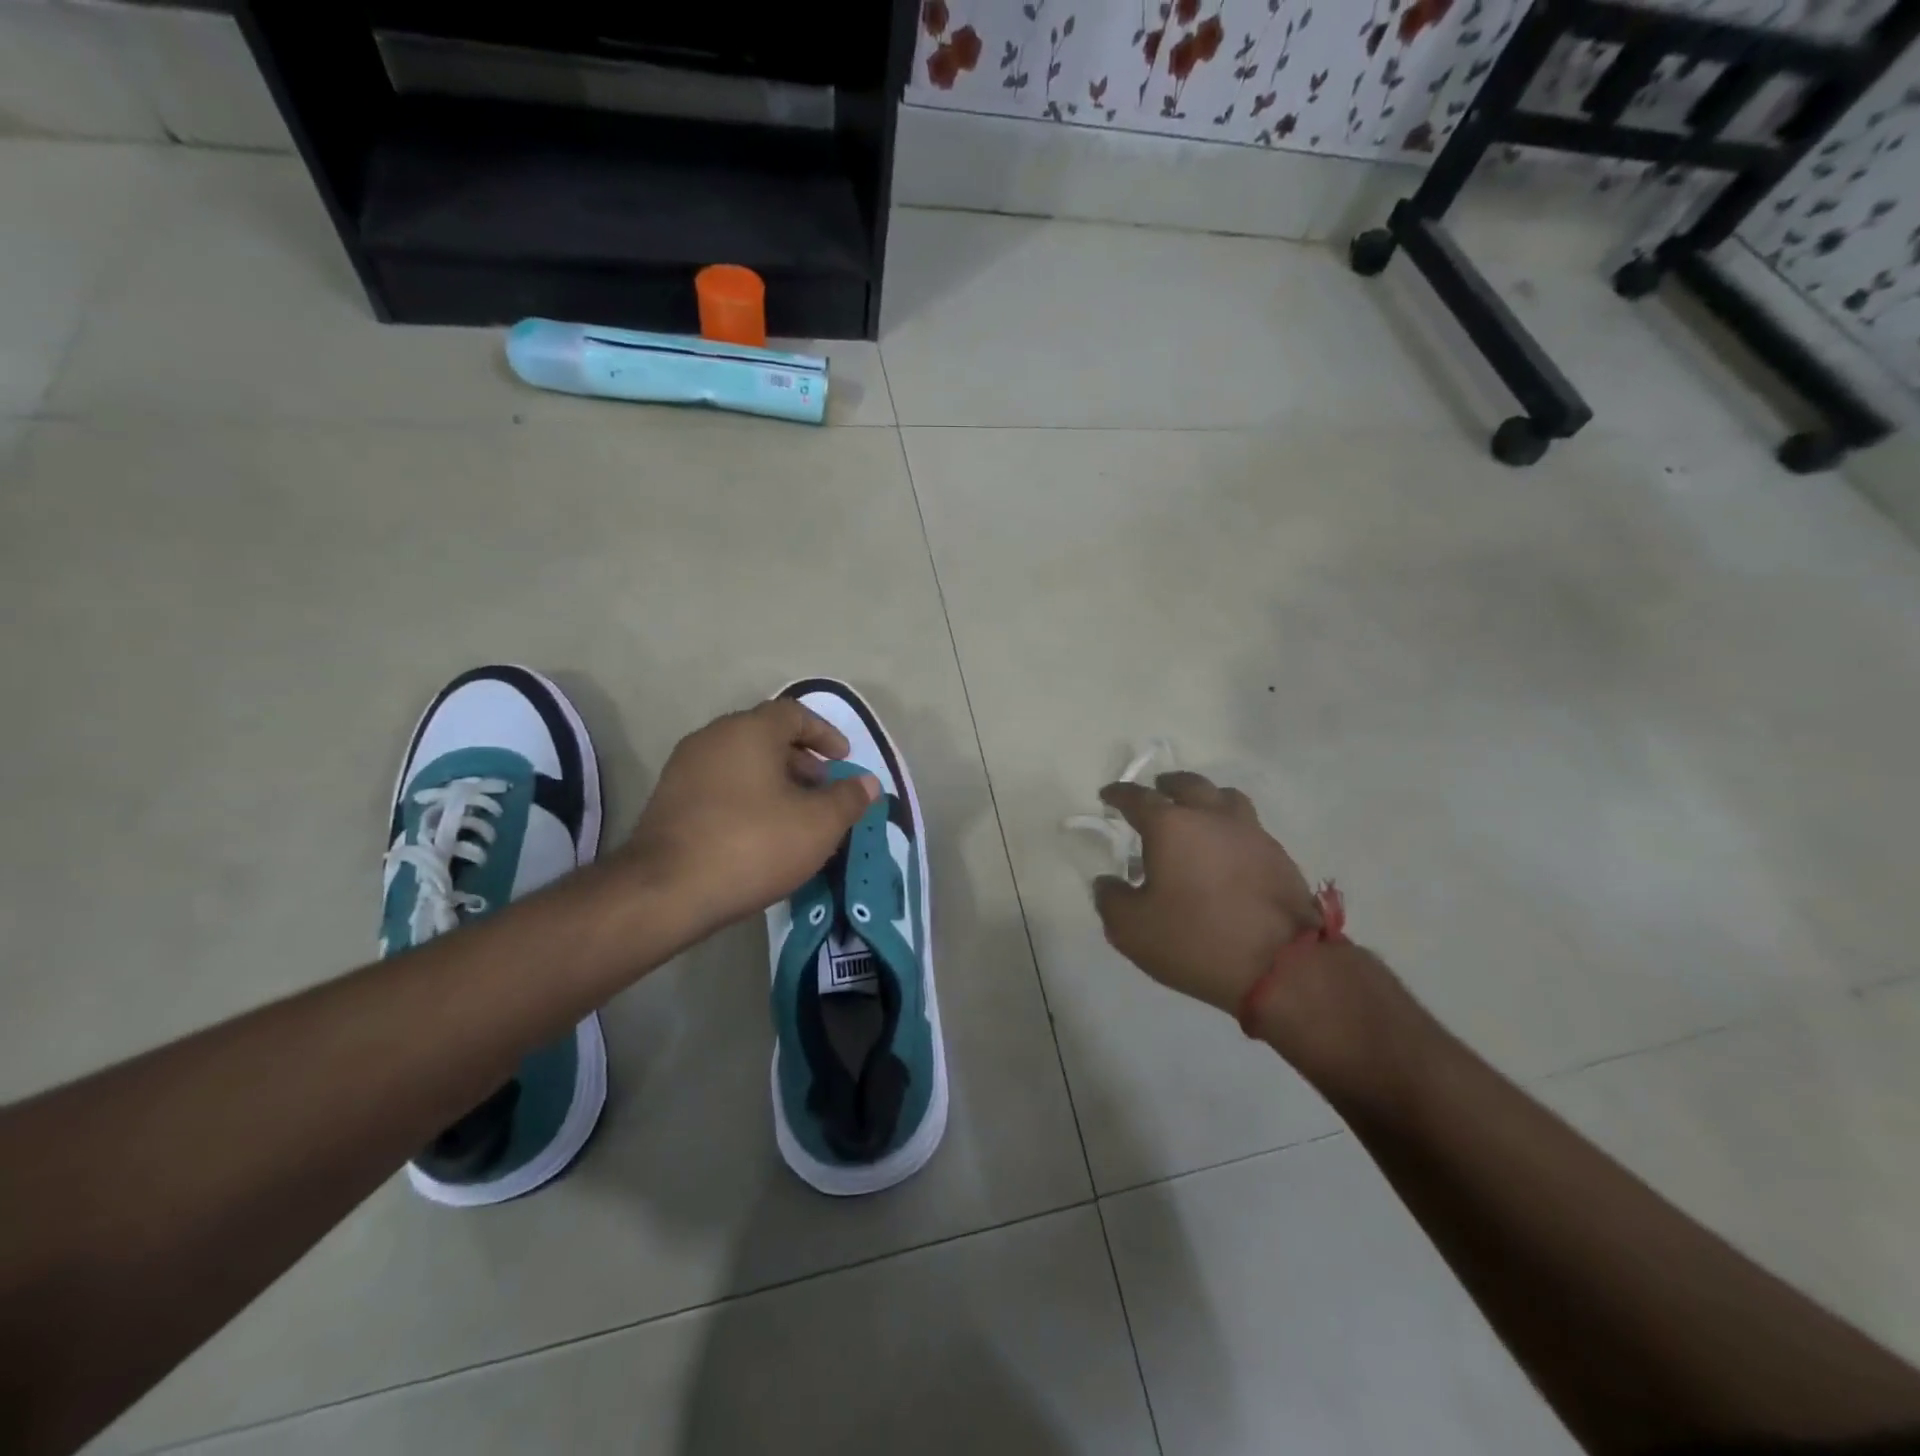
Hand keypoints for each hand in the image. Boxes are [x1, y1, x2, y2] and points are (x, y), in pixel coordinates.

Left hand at [619, 699, 878, 936]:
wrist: (666, 890)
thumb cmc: (752, 844)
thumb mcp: (818, 825)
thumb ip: (848, 798)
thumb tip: (868, 783)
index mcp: (750, 730)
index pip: (794, 713)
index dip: (825, 733)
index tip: (843, 760)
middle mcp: (713, 737)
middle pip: (766, 736)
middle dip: (801, 760)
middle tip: (823, 790)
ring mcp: (684, 768)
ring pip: (742, 761)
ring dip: (774, 780)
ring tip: (796, 815)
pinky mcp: (668, 799)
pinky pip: (720, 784)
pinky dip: (747, 796)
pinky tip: (760, 832)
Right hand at [1092, 770, 1418, 1093]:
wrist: (1283, 966)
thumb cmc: (1196, 939)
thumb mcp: (1132, 928)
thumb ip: (1110, 898)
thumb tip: (1107, 882)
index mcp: (1171, 826)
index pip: (1138, 797)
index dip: (1119, 794)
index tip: (1108, 796)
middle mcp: (1211, 817)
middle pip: (1187, 784)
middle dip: (1166, 785)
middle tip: (1156, 793)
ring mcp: (1251, 833)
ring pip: (1225, 797)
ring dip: (1205, 798)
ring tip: (1197, 814)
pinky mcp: (1279, 855)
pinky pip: (1248, 825)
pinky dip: (1230, 827)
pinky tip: (1226, 849)